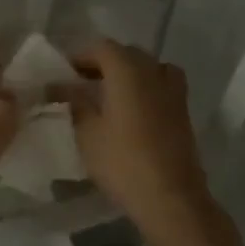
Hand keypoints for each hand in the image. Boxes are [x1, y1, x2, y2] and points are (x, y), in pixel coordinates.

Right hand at [57, 40, 213, 242]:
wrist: (171, 198)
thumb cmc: (122, 161)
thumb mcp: (87, 132)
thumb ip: (74, 102)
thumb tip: (61, 87)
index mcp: (127, 69)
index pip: (101, 47)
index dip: (80, 56)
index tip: (64, 73)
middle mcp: (152, 71)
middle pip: (125, 53)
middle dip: (102, 63)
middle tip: (81, 83)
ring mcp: (172, 90)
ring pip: (146, 67)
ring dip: (127, 73)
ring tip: (109, 94)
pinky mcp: (182, 111)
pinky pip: (161, 85)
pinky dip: (145, 87)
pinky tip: (133, 109)